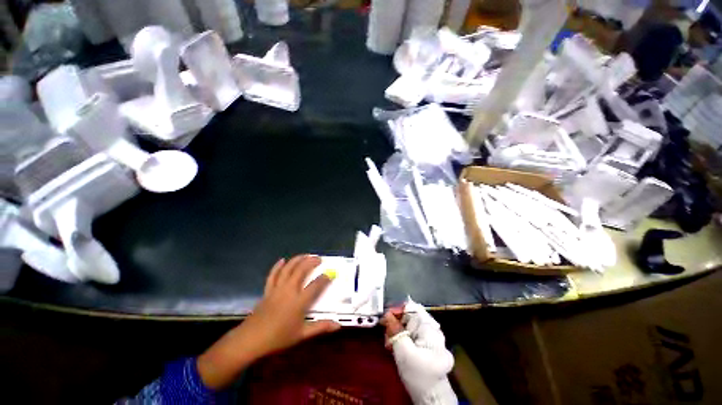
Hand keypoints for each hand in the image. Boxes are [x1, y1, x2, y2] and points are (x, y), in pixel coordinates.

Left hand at [197, 255, 340, 389]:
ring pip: (288, 269)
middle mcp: (289, 290)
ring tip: (306, 255)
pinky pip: (273, 275)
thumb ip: (320, 327)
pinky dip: (278, 266)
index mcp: (299, 301)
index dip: (324, 278)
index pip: (315, 285)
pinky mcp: (268, 290)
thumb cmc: (278, 337)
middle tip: (319, 259)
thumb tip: (338, 326)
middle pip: (301, 270)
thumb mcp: (302, 334)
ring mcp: (277, 288)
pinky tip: (282, 260)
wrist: (251, 339)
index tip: (330, 274)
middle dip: (311, 262)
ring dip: (298, 259)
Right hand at [381, 300, 456, 404]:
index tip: (385, 319)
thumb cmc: (418, 374)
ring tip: (389, 343)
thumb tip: (386, 314)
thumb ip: (395, 330)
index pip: (411, 308)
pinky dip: (401, 338)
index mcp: (429, 327)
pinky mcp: (427, 345)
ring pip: (409, 325)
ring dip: (397, 331)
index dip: (396, 310)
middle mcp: (432, 329)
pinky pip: (411, 334)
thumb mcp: (404, 352)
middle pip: (409, 316)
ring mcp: (430, 338)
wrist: (430, 399)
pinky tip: (395, 347)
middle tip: (386, 335)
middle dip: (395, 323)